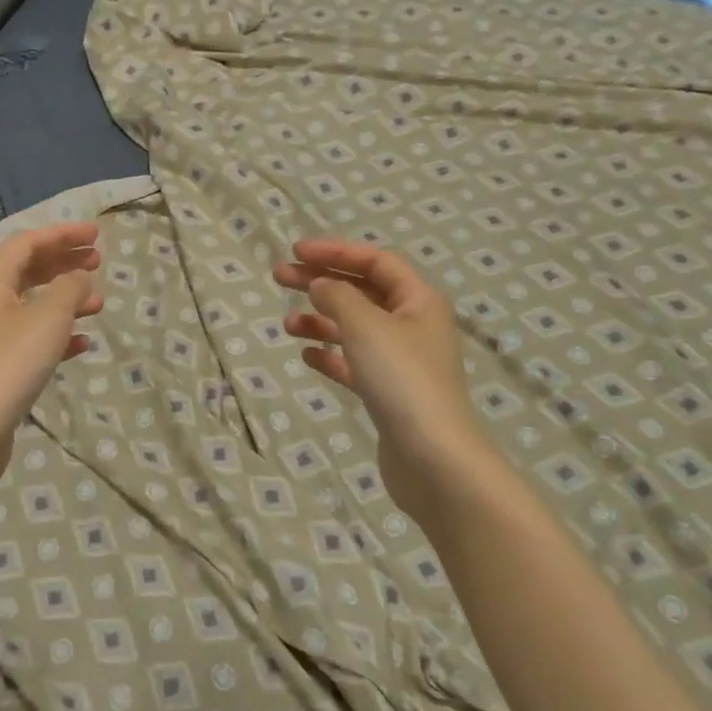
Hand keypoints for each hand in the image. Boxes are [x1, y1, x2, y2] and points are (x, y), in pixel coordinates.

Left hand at [0, 221, 102, 487]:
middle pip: (27, 270)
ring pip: (32, 304)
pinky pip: (31, 337)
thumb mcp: (48, 318)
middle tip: (98, 262)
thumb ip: (69, 288)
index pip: (27, 242)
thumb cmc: (10, 364)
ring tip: (98, 305)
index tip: (97, 235)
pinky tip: (81, 344)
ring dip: (65, 299)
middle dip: (64, 262)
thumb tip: (78, 276)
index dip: (62, 234)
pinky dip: (57, 334)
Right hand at [274, 238, 494, 527]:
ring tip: (287, 324)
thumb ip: (337, 296)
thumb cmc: (402, 380)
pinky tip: (307, 356)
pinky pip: (353, 363)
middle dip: (321, 281)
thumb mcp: (365, 326)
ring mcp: (401, 362)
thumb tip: (321, 285)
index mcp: (418, 300)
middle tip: (278, 278)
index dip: (335, 252)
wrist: (433, 459)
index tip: (295, 252)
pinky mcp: (388, 393)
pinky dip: (330, 355)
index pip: (375, 261)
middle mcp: (413, 325)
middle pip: (362, 291)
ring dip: (321, 320)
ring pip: (354, 328)